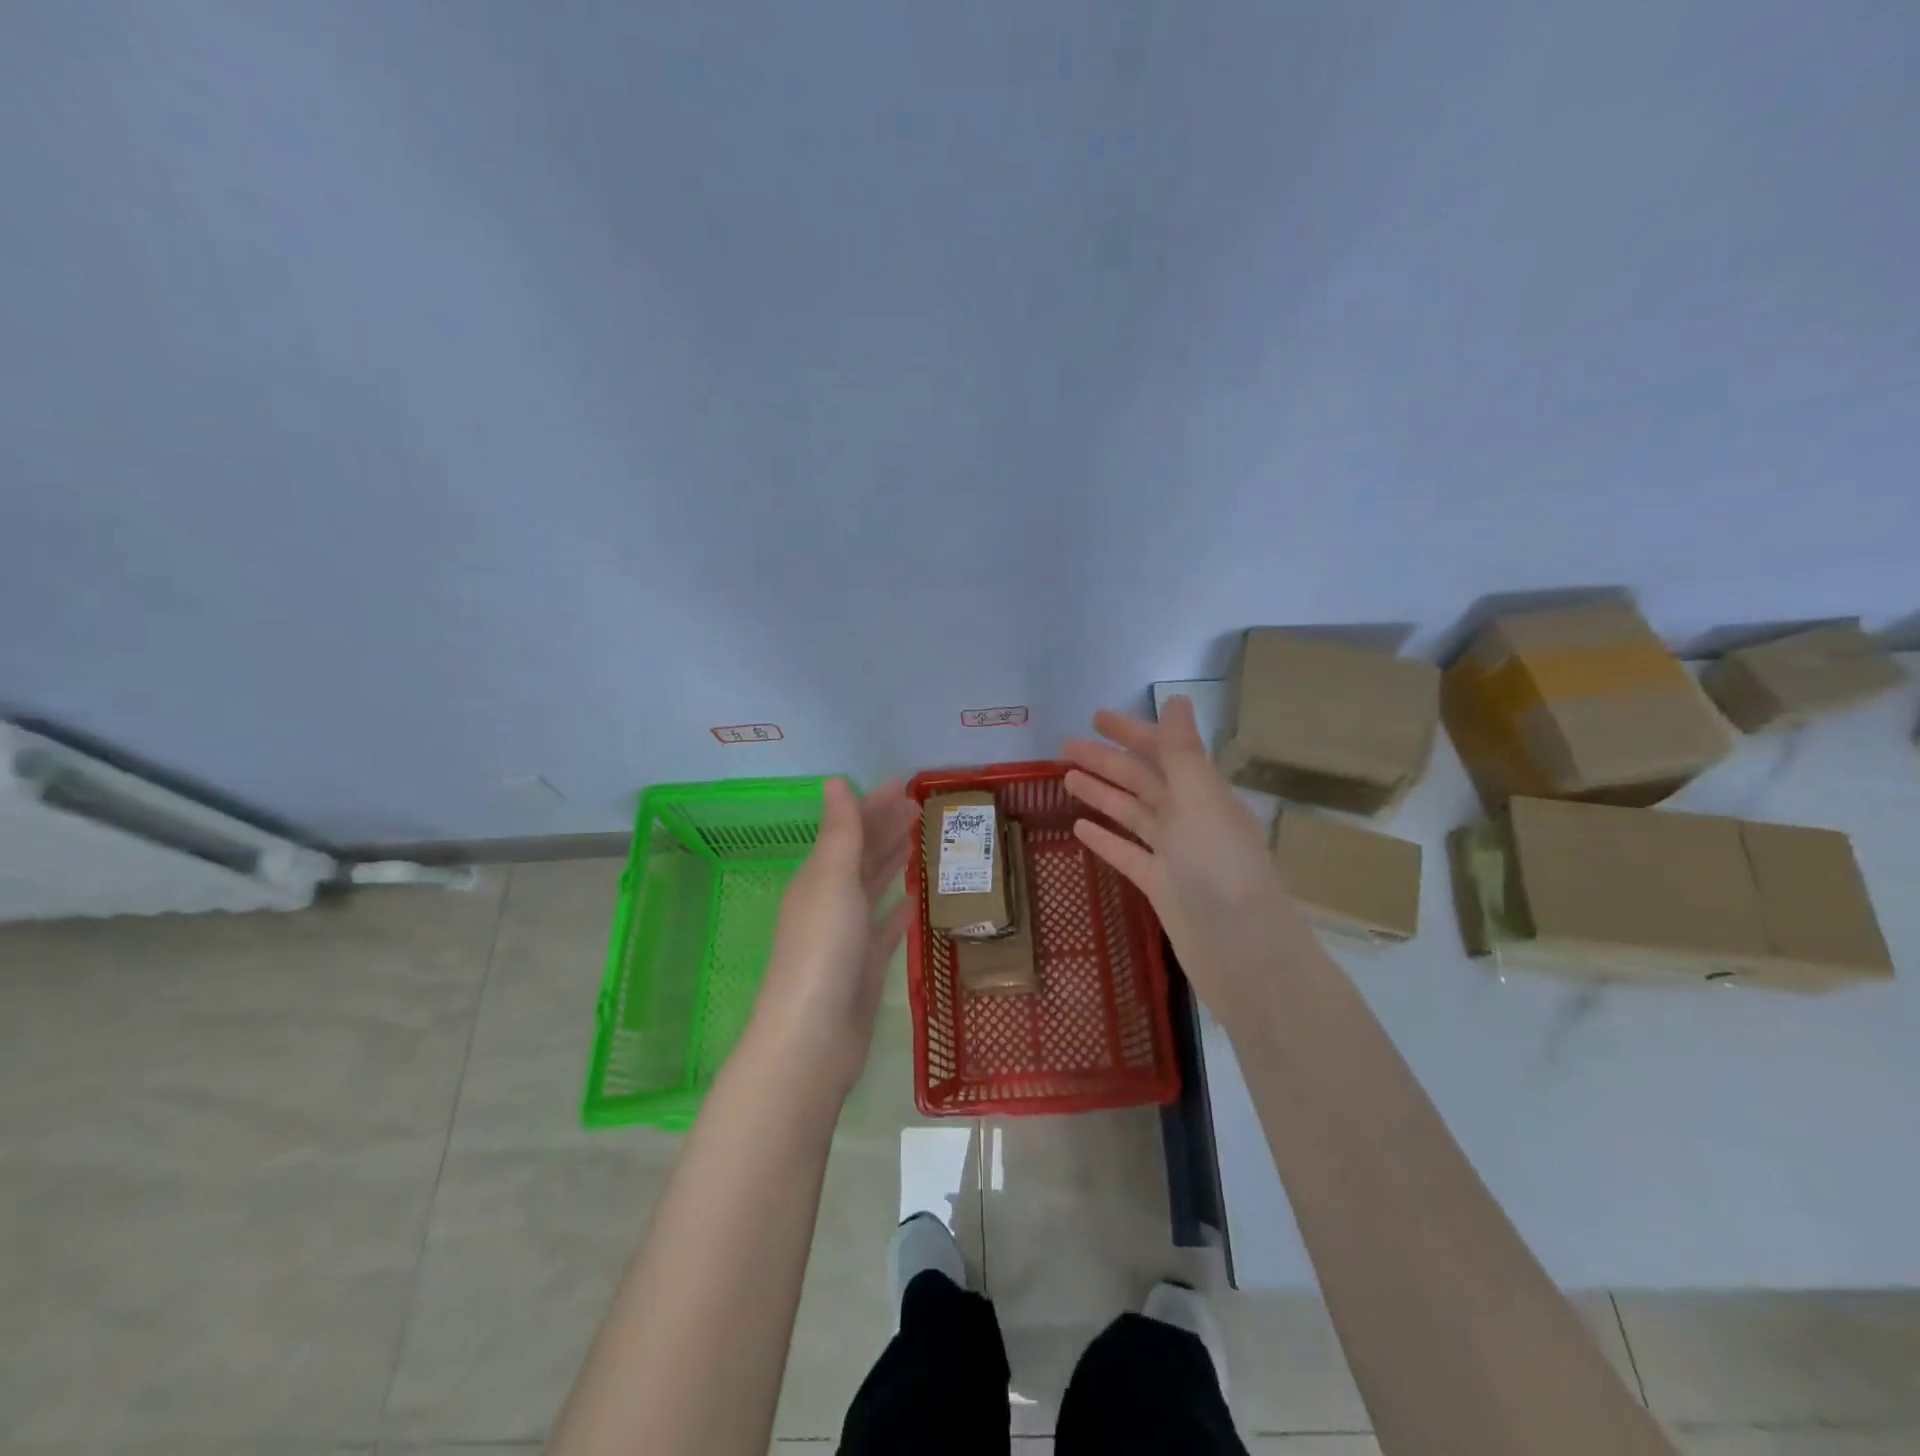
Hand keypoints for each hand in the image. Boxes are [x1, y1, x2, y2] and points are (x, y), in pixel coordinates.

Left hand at [746, 777, 917, 1097]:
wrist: (814, 1036)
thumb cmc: (824, 948)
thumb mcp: (833, 879)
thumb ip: (841, 831)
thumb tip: (835, 781)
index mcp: (818, 878)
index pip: (850, 830)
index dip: (875, 805)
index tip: (905, 785)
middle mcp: (829, 902)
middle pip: (862, 855)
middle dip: (887, 828)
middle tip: (920, 806)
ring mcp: (847, 936)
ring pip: (873, 888)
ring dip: (892, 863)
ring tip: (918, 841)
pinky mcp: (864, 967)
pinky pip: (884, 929)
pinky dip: (897, 912)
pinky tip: (914, 900)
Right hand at [1063, 696, 1312, 1019]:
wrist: (1241, 951)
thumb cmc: (1220, 869)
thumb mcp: (1200, 801)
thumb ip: (1183, 753)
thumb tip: (1177, 699)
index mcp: (1204, 794)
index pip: (1163, 751)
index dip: (1131, 732)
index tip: (1096, 717)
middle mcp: (1190, 819)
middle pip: (1142, 781)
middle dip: (1105, 761)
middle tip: (1064, 747)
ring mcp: (1174, 855)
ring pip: (1131, 814)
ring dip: (1101, 794)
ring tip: (1065, 779)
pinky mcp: (1160, 887)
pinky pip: (1127, 854)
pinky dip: (1105, 839)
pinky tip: (1079, 829)